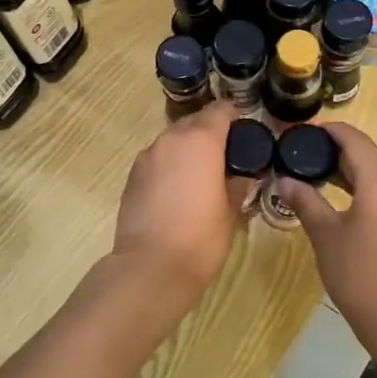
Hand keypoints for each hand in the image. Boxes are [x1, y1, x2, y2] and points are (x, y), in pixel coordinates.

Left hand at [113, 102, 254, 296]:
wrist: (150, 267)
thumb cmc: (201, 238)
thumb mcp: (230, 211)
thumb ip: (237, 186)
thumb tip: (242, 176)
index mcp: (201, 141)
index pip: (219, 111)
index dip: (233, 114)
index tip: (244, 127)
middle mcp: (171, 140)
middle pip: (194, 122)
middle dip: (210, 132)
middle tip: (227, 154)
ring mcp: (147, 157)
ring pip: (173, 141)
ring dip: (188, 149)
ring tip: (202, 173)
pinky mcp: (132, 177)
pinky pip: (157, 160)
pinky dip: (170, 166)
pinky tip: (178, 190)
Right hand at [280, 124, 376, 348]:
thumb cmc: (361, 274)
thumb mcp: (326, 236)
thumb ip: (306, 203)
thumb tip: (284, 180)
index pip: (357, 141)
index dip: (333, 131)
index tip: (307, 131)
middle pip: (369, 160)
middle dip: (337, 156)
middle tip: (304, 158)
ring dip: (351, 178)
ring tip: (319, 183)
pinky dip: (364, 197)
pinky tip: (344, 212)